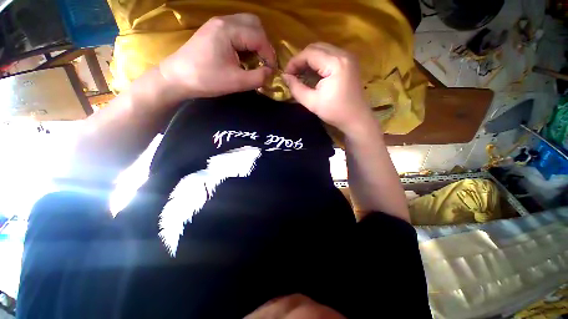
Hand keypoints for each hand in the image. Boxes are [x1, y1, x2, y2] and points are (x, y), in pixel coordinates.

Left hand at [159, 14, 275, 98]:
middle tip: (264, 62)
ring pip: (246, 24)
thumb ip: (258, 78)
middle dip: (264, 44)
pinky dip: (246, 41)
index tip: (272, 70)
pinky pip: (237, 29)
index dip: (269, 54)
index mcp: (229, 31)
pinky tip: (244, 55)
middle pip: (254, 23)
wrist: (178, 78)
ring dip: (256, 41)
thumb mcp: (236, 82)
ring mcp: (217, 23)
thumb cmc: (207, 80)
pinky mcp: (214, 30)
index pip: (259, 37)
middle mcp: (224, 21)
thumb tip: (271, 73)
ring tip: (256, 59)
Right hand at [282, 43, 374, 134]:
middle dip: (301, 59)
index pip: (309, 53)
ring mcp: (348, 57)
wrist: (356, 118)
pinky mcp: (349, 63)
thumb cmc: (335, 112)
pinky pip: (330, 55)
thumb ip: (296, 88)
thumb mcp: (312, 102)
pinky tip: (313, 74)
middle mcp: (343, 54)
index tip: (286, 74)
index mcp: (335, 63)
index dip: (294, 62)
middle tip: (293, 74)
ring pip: (323, 50)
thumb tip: (285, 77)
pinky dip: (319, 62)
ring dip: (309, 60)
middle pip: (316, 47)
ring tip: (301, 74)